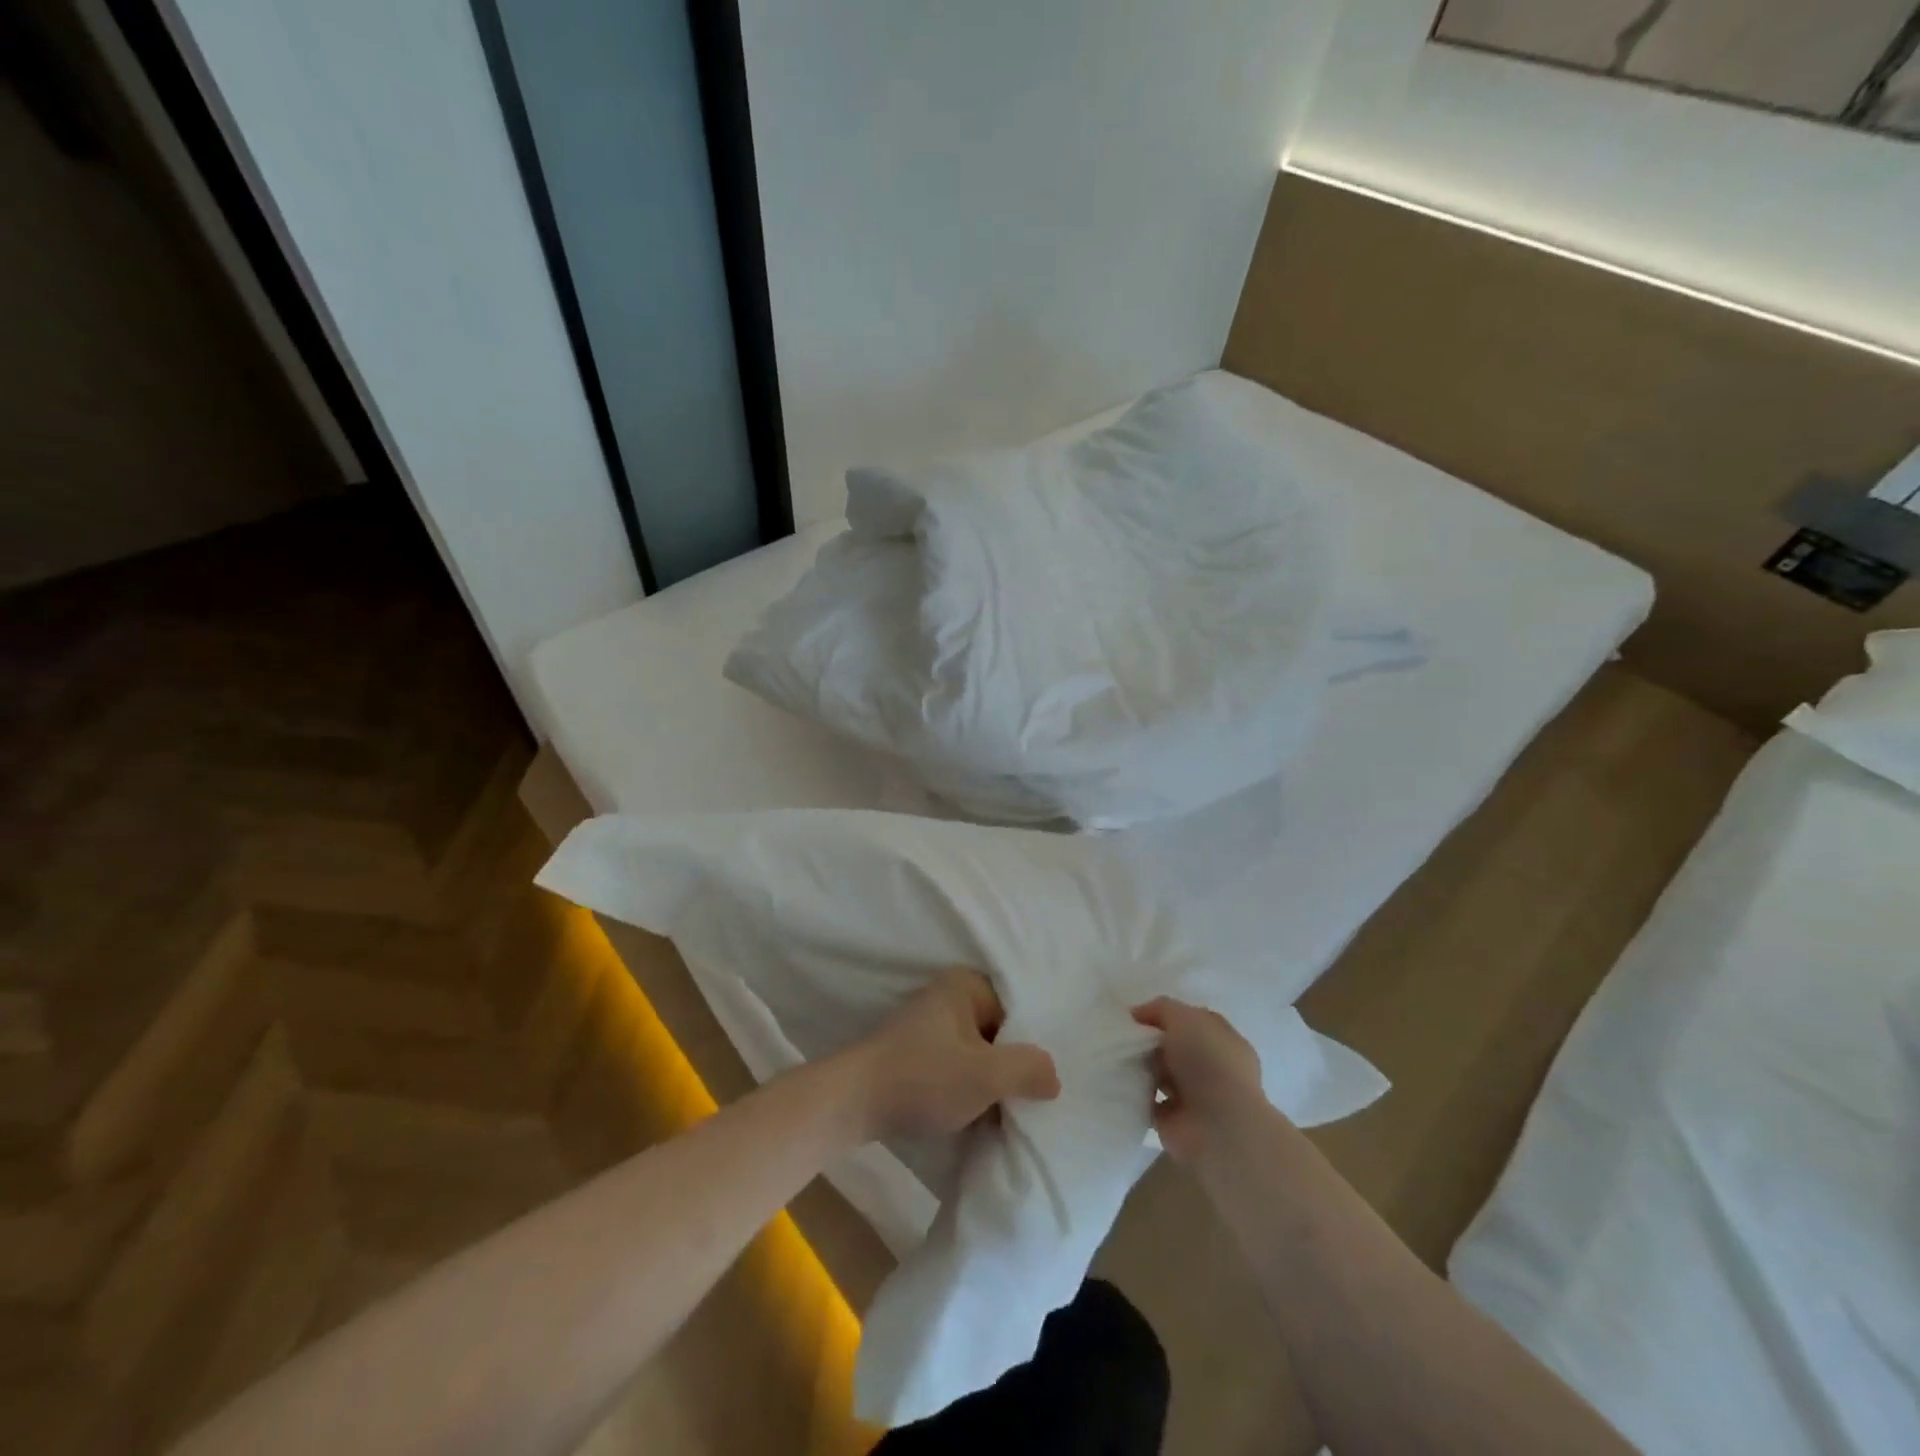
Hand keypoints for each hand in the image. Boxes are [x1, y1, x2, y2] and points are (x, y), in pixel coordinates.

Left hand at [842, 968, 1059, 1142]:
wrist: (852, 1103)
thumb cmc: (923, 1078)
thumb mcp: (985, 1075)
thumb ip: (1028, 1069)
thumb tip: (1054, 1076)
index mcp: (966, 985)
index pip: (1018, 1013)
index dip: (1031, 1048)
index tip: (1044, 1083)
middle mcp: (948, 996)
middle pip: (998, 1034)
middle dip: (1012, 1069)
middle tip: (1030, 1103)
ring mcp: (929, 1025)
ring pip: (978, 1055)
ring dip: (990, 1084)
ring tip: (1008, 1115)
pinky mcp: (916, 1054)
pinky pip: (957, 1068)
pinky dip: (968, 1090)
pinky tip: (979, 1118)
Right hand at [1132, 997, 1268, 1165]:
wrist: (1219, 1128)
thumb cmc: (1209, 1063)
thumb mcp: (1185, 1018)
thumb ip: (1161, 1009)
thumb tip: (1137, 1015)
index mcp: (1222, 1041)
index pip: (1190, 1021)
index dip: (1163, 1015)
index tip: (1134, 1017)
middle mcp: (1210, 1067)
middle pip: (1171, 1046)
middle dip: (1147, 1042)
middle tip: (1121, 1038)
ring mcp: (1193, 1096)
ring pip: (1158, 1073)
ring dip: (1139, 1068)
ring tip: (1116, 1060)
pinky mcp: (1173, 1120)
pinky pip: (1146, 1100)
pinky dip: (1133, 1093)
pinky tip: (1118, 1082)